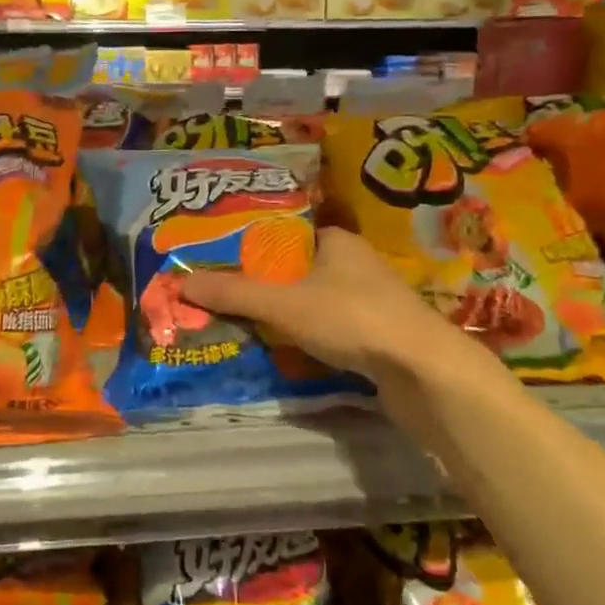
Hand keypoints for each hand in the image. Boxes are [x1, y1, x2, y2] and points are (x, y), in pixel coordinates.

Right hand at [178, 227, 500, 390]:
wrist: (424, 371)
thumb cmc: (352, 318)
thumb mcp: (284, 304)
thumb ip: (234, 293)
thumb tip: (180, 282)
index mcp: (336, 240)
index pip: (285, 233)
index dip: (252, 244)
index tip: (220, 259)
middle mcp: (354, 262)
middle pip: (296, 267)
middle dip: (263, 282)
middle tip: (223, 294)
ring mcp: (370, 299)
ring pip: (314, 297)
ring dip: (285, 310)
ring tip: (244, 321)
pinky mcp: (378, 332)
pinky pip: (330, 324)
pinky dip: (306, 332)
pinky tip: (284, 347)